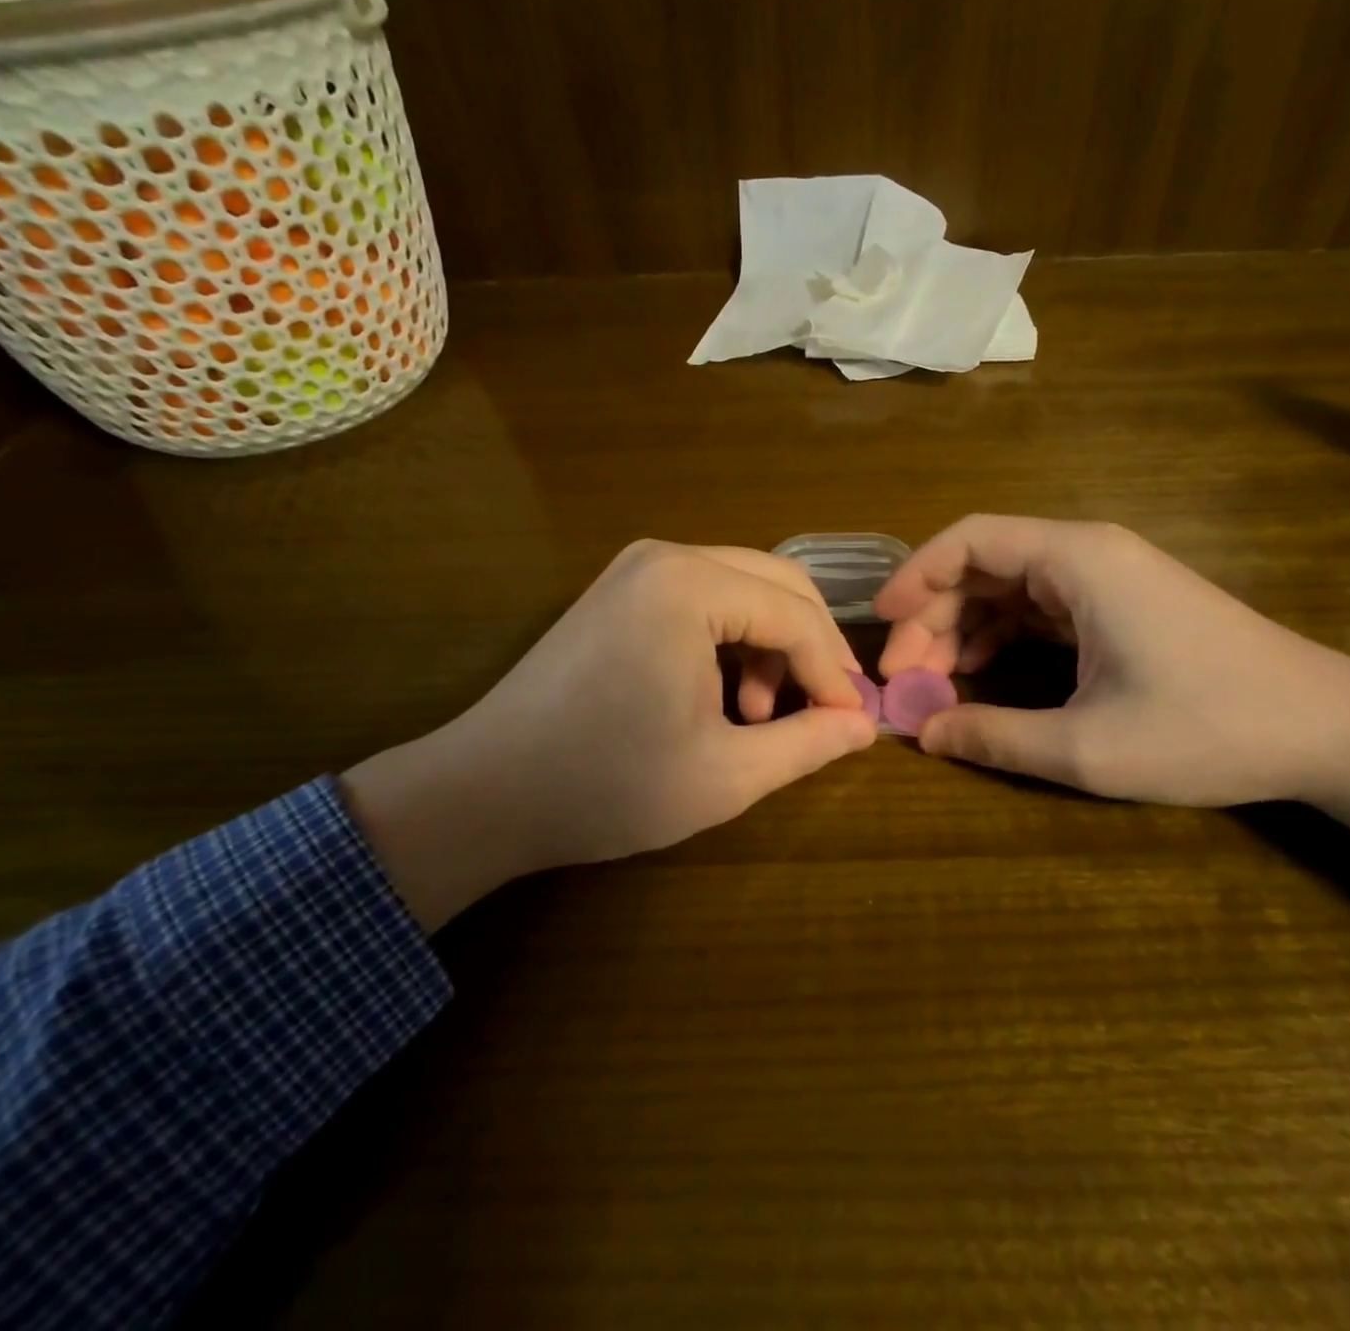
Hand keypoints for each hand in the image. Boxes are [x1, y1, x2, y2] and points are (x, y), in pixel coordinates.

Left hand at [343, 541, 876, 929]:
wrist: (485, 793)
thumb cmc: (608, 785)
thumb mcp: (725, 774)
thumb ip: (807, 743)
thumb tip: (864, 725)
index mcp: (689, 586)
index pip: (796, 616)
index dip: (835, 673)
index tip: (853, 723)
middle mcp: (666, 557)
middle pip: (778, 586)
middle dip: (812, 649)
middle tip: (829, 709)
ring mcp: (638, 569)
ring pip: (745, 590)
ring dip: (772, 646)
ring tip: (761, 714)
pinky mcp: (622, 591)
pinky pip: (706, 600)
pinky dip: (733, 641)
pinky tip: (724, 697)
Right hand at [875, 515, 1349, 849]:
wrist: (1330, 731)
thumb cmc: (1210, 728)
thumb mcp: (1089, 746)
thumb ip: (995, 737)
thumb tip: (923, 734)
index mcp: (1078, 561)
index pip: (970, 539)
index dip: (915, 576)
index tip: (881, 625)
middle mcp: (1087, 555)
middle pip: (983, 566)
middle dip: (934, 619)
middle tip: (905, 679)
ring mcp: (1106, 580)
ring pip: (1008, 589)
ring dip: (964, 632)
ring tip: (934, 687)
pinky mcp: (1120, 607)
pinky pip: (1039, 610)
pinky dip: (1001, 639)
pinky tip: (981, 679)